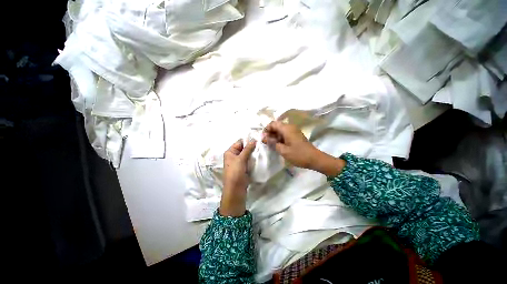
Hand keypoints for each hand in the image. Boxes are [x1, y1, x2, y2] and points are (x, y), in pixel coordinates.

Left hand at [220, 139, 256, 216]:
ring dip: (253, 153)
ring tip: (262, 150)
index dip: (248, 140)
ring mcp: (239, 162)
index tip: (258, 139)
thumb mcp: (241, 159)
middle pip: (244, 148)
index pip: (240, 142)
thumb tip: (254, 140)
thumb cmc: (235, 172)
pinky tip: (260, 157)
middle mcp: (234, 156)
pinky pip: (249, 160)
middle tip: (262, 144)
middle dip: (252, 147)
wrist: (236, 190)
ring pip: (247, 154)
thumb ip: (247, 149)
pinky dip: (253, 159)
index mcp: (230, 152)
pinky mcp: (243, 167)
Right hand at [262, 121, 344, 175]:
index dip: (266, 129)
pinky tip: (278, 145)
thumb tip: (263, 138)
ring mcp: (294, 131)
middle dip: (270, 133)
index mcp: (287, 128)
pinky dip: (280, 138)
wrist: (315, 159)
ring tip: (271, 145)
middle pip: (276, 126)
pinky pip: (285, 134)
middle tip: (266, 143)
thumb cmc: (298, 155)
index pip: (273, 123)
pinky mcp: (296, 135)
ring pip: (280, 130)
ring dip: (274, 136)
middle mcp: (290, 127)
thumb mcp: (283, 150)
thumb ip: (272, 143)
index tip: (263, 138)